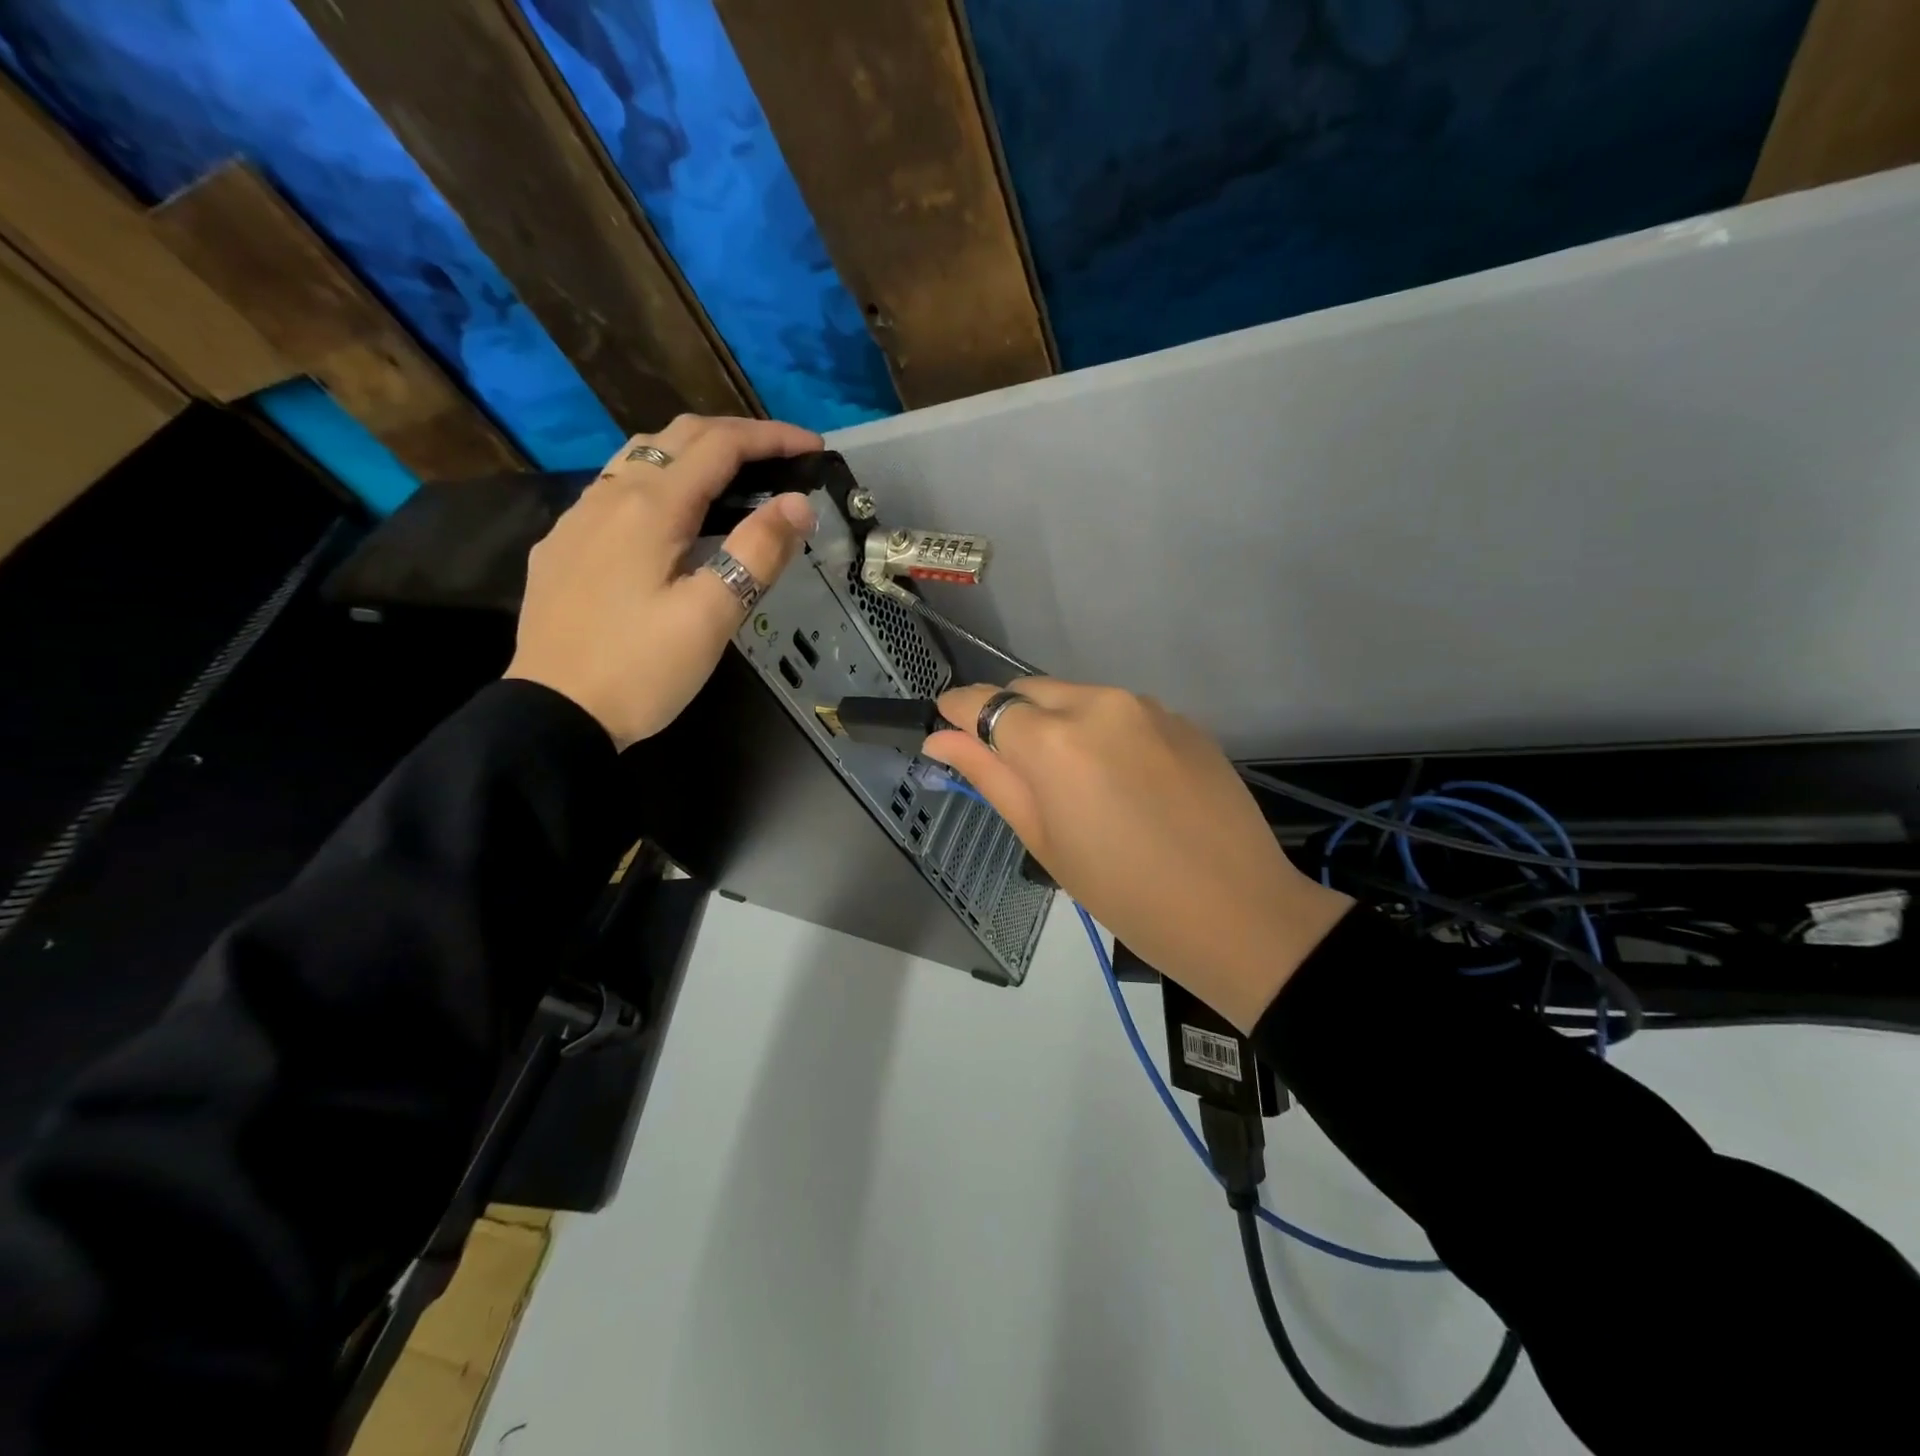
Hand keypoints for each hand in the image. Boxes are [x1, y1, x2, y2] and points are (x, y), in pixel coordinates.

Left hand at [506, 416, 821, 748]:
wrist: (553, 713)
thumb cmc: (641, 668)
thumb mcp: (711, 617)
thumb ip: (757, 553)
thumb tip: (798, 503)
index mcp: (651, 507)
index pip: (720, 446)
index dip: (772, 438)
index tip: (814, 447)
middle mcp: (610, 495)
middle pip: (678, 437)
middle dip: (736, 437)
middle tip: (782, 458)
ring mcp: (579, 518)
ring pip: (641, 456)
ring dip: (694, 452)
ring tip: (734, 478)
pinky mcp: (563, 545)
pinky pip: (615, 488)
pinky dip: (660, 479)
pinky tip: (670, 516)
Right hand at [926, 680, 1353, 1030]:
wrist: (1237, 910)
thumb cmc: (1124, 892)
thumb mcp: (1044, 840)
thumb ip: (990, 778)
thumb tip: (940, 739)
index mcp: (1055, 741)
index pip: (986, 703)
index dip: (959, 712)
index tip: (947, 727)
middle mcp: (1099, 704)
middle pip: (1031, 690)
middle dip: (1010, 716)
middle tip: (1012, 767)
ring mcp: (1147, 706)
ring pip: (1078, 697)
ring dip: (1059, 723)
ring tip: (1075, 781)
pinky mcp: (1182, 719)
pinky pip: (1122, 712)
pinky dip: (1104, 732)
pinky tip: (1124, 780)